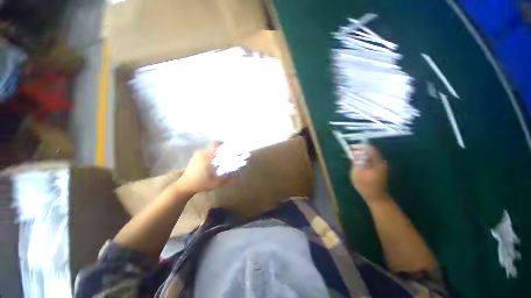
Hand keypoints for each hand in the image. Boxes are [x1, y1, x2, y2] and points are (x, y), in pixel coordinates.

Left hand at [175, 143, 228, 193]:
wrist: (184, 186)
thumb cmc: (200, 183)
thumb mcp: (216, 182)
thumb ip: (227, 177)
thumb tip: (235, 172)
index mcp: (206, 156)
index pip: (215, 144)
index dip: (223, 144)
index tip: (230, 146)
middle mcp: (201, 153)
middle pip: (213, 147)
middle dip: (221, 150)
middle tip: (228, 155)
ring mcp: (196, 155)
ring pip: (209, 151)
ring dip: (215, 154)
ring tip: (221, 160)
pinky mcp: (194, 158)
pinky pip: (205, 154)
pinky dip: (210, 156)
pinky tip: (213, 163)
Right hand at [350, 145, 389, 202]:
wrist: (376, 197)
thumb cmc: (365, 186)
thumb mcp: (357, 173)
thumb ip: (357, 161)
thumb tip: (356, 152)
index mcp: (376, 162)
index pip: (369, 148)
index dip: (360, 146)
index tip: (352, 148)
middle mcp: (381, 162)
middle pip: (371, 151)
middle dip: (360, 151)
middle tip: (351, 154)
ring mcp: (381, 166)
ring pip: (371, 156)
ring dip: (362, 155)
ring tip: (353, 158)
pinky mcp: (380, 170)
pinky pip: (372, 161)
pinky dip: (365, 160)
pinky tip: (359, 164)